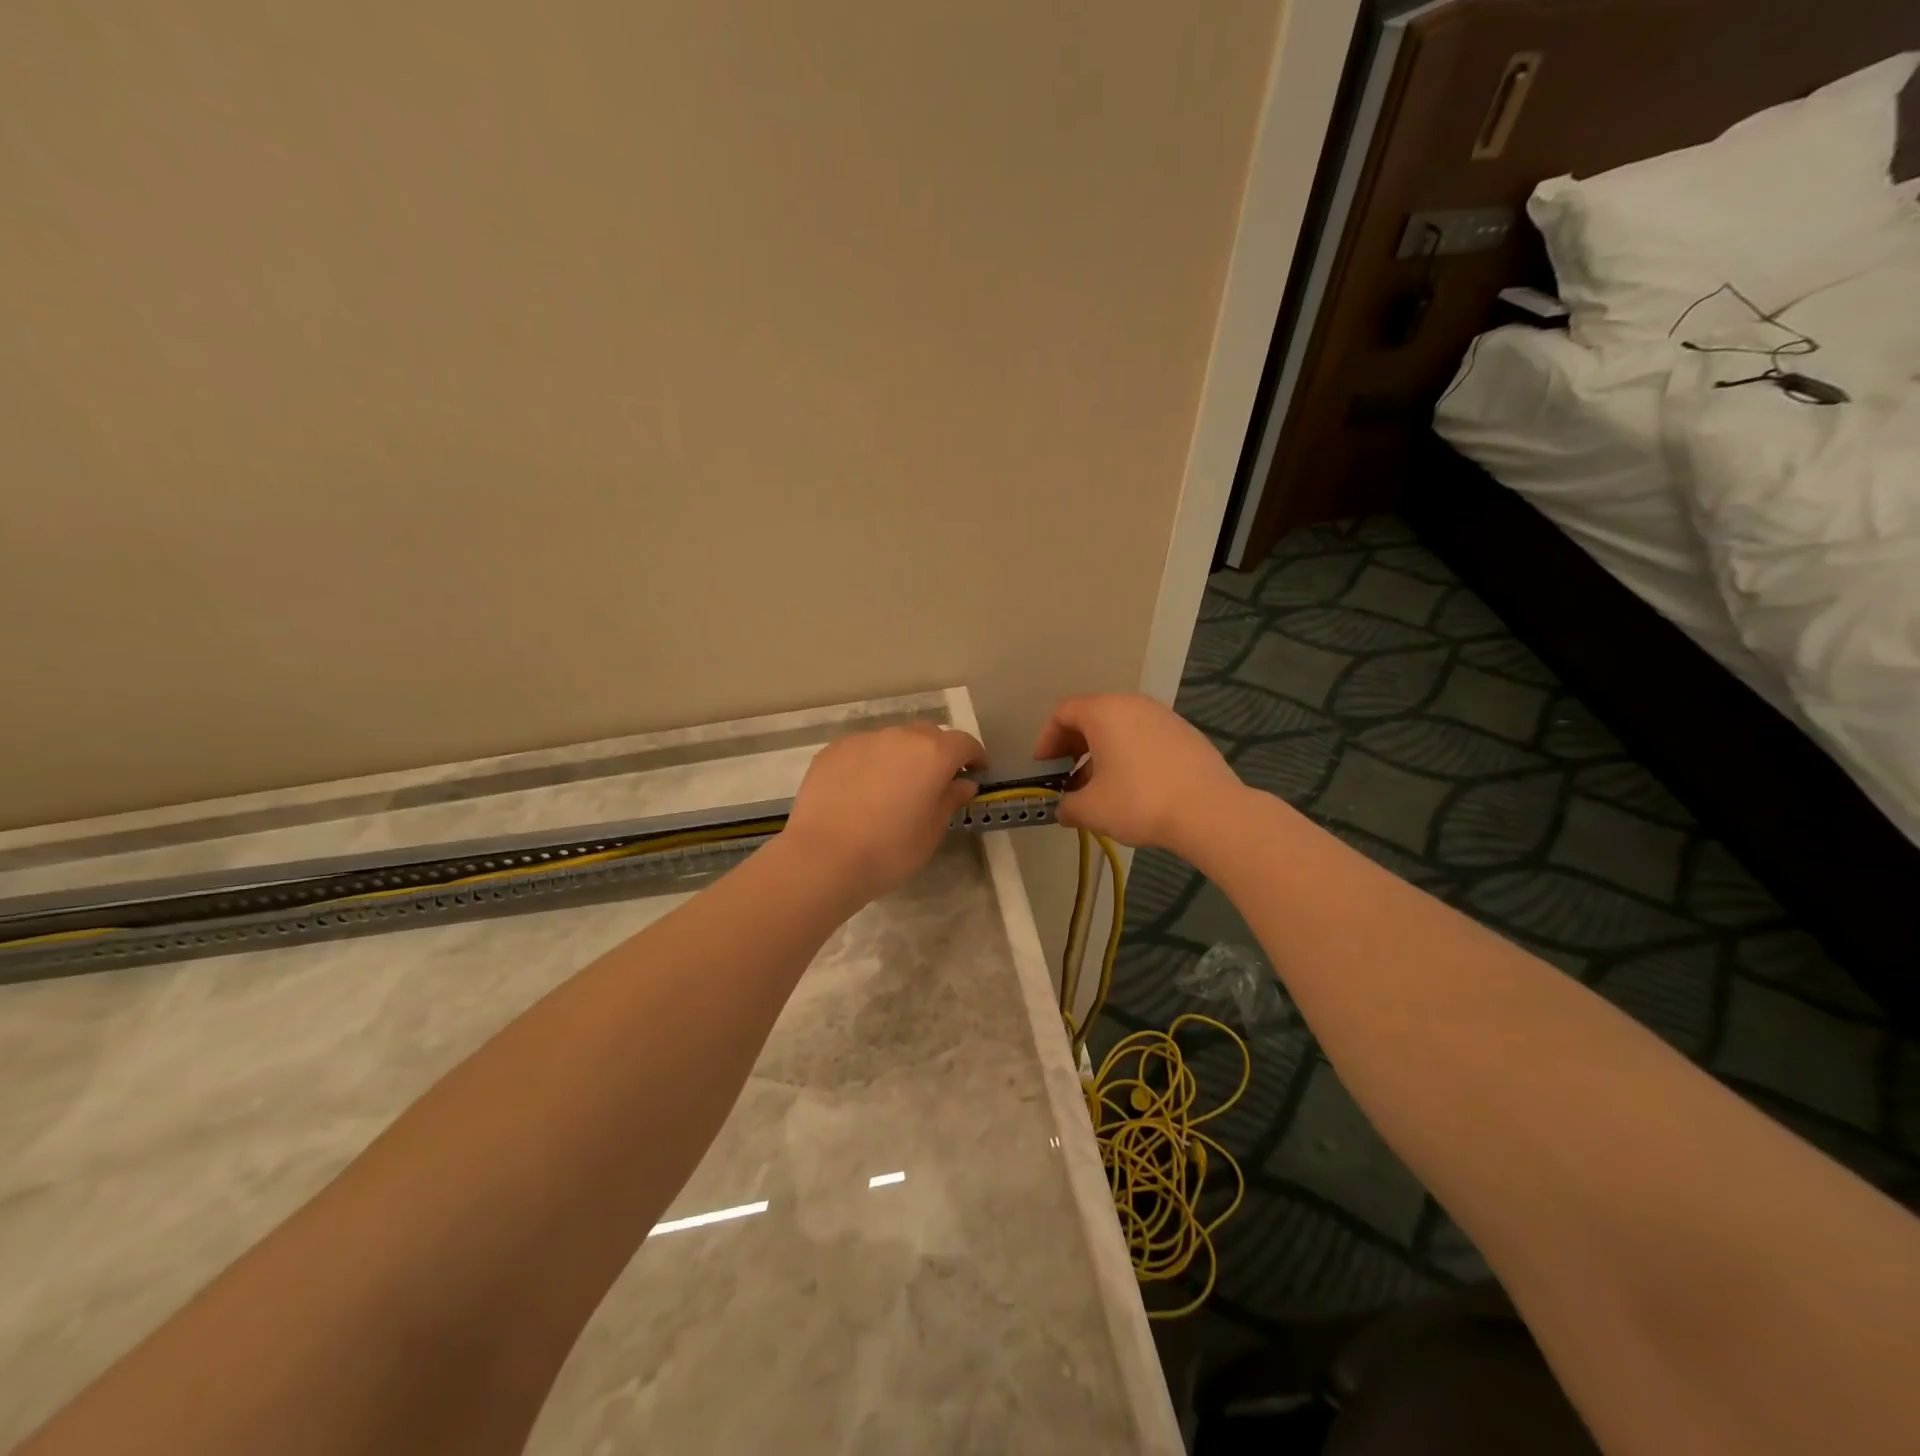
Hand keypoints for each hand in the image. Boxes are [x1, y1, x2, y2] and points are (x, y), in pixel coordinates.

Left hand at [781, 722, 983, 904]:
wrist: (823, 857)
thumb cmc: (889, 850)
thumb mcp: (931, 832)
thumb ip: (950, 800)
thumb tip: (962, 783)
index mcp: (932, 754)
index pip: (964, 743)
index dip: (974, 757)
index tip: (976, 772)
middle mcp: (900, 737)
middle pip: (928, 735)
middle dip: (938, 752)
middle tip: (936, 780)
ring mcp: (863, 740)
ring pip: (893, 740)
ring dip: (902, 755)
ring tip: (895, 785)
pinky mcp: (834, 750)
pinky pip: (863, 749)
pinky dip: (871, 762)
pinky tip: (862, 789)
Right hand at [1034, 694, 1243, 852]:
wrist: (1209, 811)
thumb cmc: (1139, 801)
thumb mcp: (1091, 809)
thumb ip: (1068, 806)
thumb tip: (1064, 809)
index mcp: (1104, 712)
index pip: (1063, 713)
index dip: (1046, 740)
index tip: (1044, 769)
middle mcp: (1133, 704)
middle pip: (1092, 717)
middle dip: (1074, 748)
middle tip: (1068, 778)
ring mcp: (1164, 717)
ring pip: (1121, 728)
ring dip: (1103, 753)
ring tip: (1100, 787)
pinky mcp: (1187, 734)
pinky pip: (1146, 738)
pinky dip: (1131, 755)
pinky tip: (1135, 788)